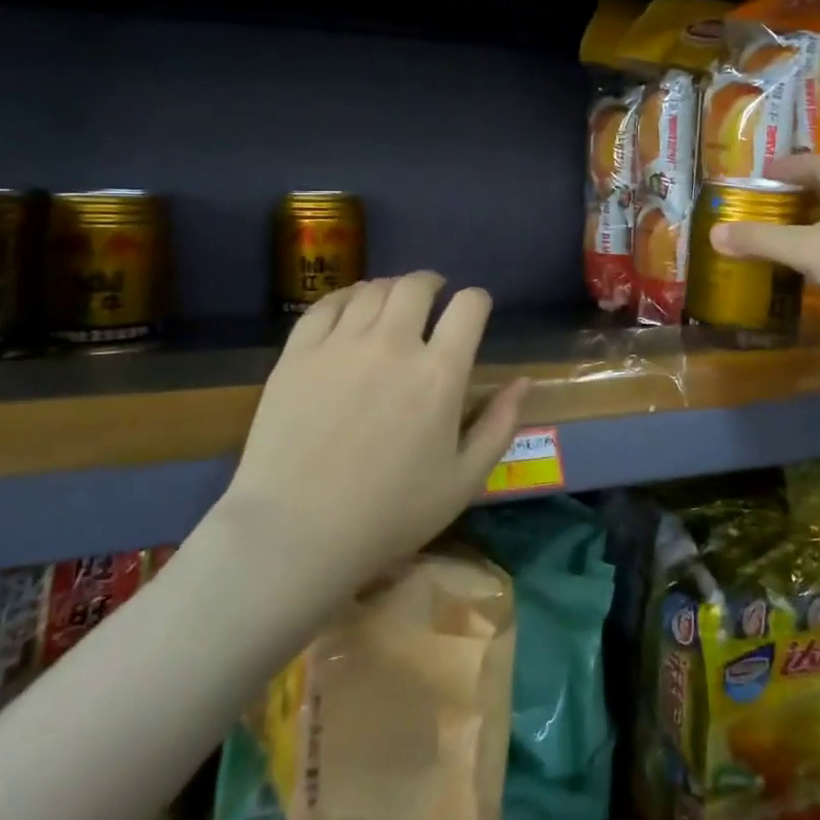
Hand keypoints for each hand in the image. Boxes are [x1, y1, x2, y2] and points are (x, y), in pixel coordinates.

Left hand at [216, 273, 528, 595]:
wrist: (295, 534)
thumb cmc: (389, 515)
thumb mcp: (464, 481)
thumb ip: (500, 425)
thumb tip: (524, 382)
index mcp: (439, 373)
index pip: (468, 306)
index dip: (476, 301)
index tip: (473, 311)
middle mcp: (393, 344)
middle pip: (417, 285)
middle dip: (432, 285)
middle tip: (432, 299)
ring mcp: (341, 344)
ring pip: (373, 290)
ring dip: (391, 290)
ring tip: (392, 305)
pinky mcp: (299, 352)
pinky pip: (327, 304)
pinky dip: (347, 296)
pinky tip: (351, 308)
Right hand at [709, 154, 819, 346]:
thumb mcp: (806, 251)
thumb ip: (761, 240)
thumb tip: (715, 233)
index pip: (816, 163)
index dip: (786, 167)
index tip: (759, 176)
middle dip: (799, 194)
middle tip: (768, 204)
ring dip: (816, 219)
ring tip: (787, 232)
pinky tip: (819, 261)